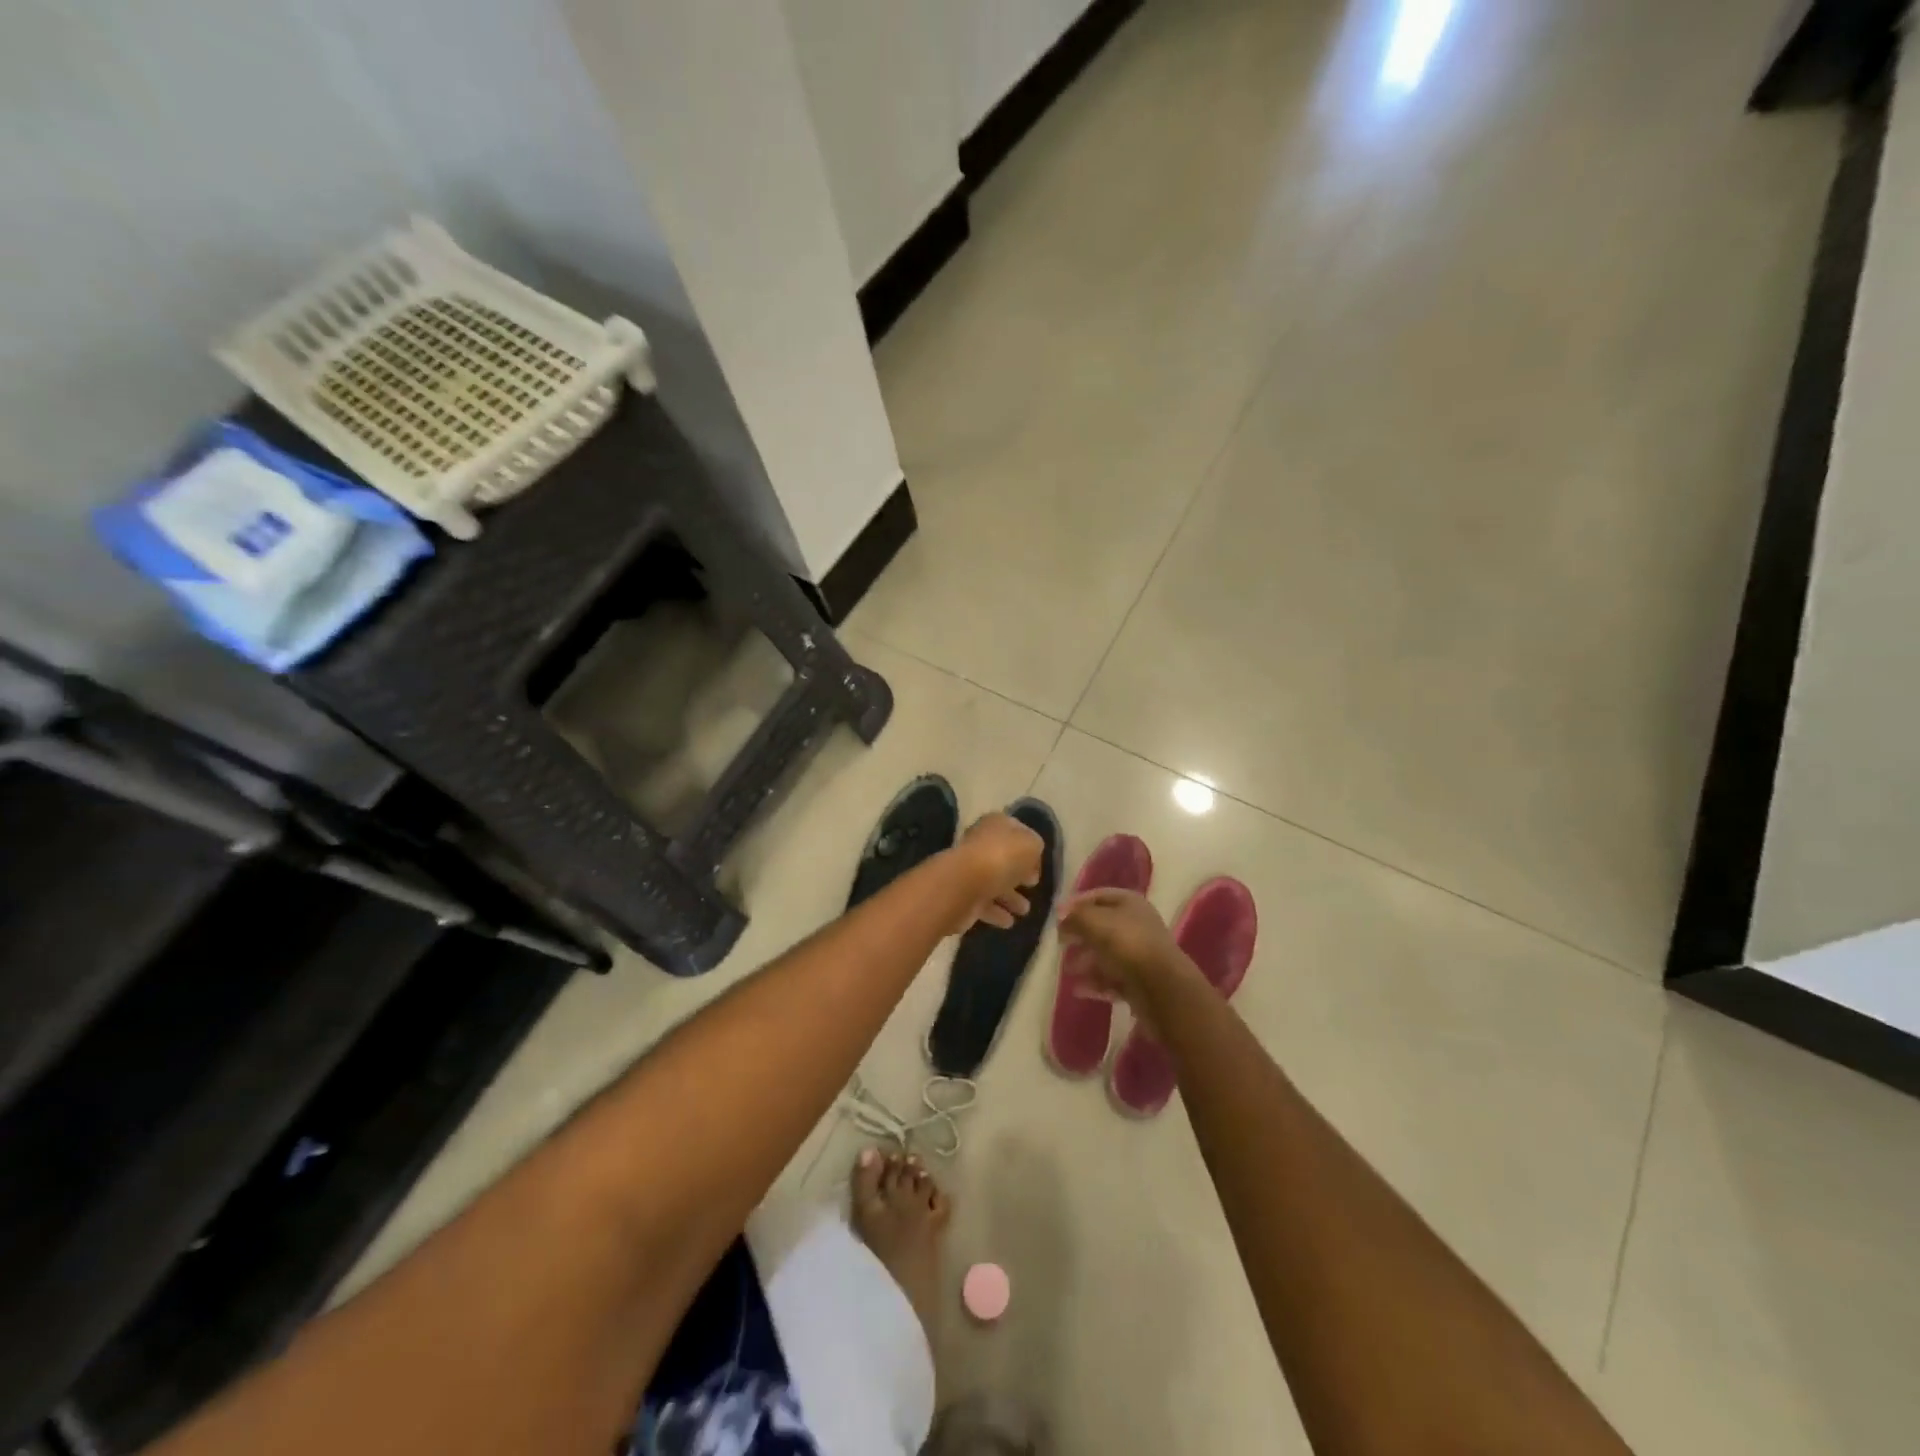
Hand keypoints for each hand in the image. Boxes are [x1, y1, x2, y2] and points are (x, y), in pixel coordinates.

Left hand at [948, 813, 1043, 931]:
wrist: (965, 884)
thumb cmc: (1002, 857)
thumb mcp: (1031, 844)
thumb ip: (1035, 847)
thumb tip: (1031, 859)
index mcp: (995, 825)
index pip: (1016, 831)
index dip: (1029, 846)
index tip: (1039, 865)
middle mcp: (980, 844)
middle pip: (1004, 858)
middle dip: (1019, 874)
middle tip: (1032, 886)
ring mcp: (970, 870)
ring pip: (995, 883)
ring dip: (1010, 897)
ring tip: (1025, 911)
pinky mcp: (963, 895)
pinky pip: (984, 903)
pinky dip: (997, 912)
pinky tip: (1009, 922)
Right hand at [1058, 888, 1192, 1011]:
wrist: (1161, 987)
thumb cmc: (1125, 944)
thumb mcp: (1093, 921)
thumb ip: (1074, 916)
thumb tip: (1062, 916)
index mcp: (1130, 903)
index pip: (1098, 896)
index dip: (1076, 903)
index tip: (1056, 916)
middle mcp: (1137, 925)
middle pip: (1102, 926)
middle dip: (1080, 935)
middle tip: (1060, 943)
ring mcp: (1140, 954)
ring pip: (1106, 954)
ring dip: (1085, 961)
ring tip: (1068, 970)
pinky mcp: (1140, 981)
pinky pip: (1112, 978)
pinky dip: (1096, 982)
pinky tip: (1079, 990)